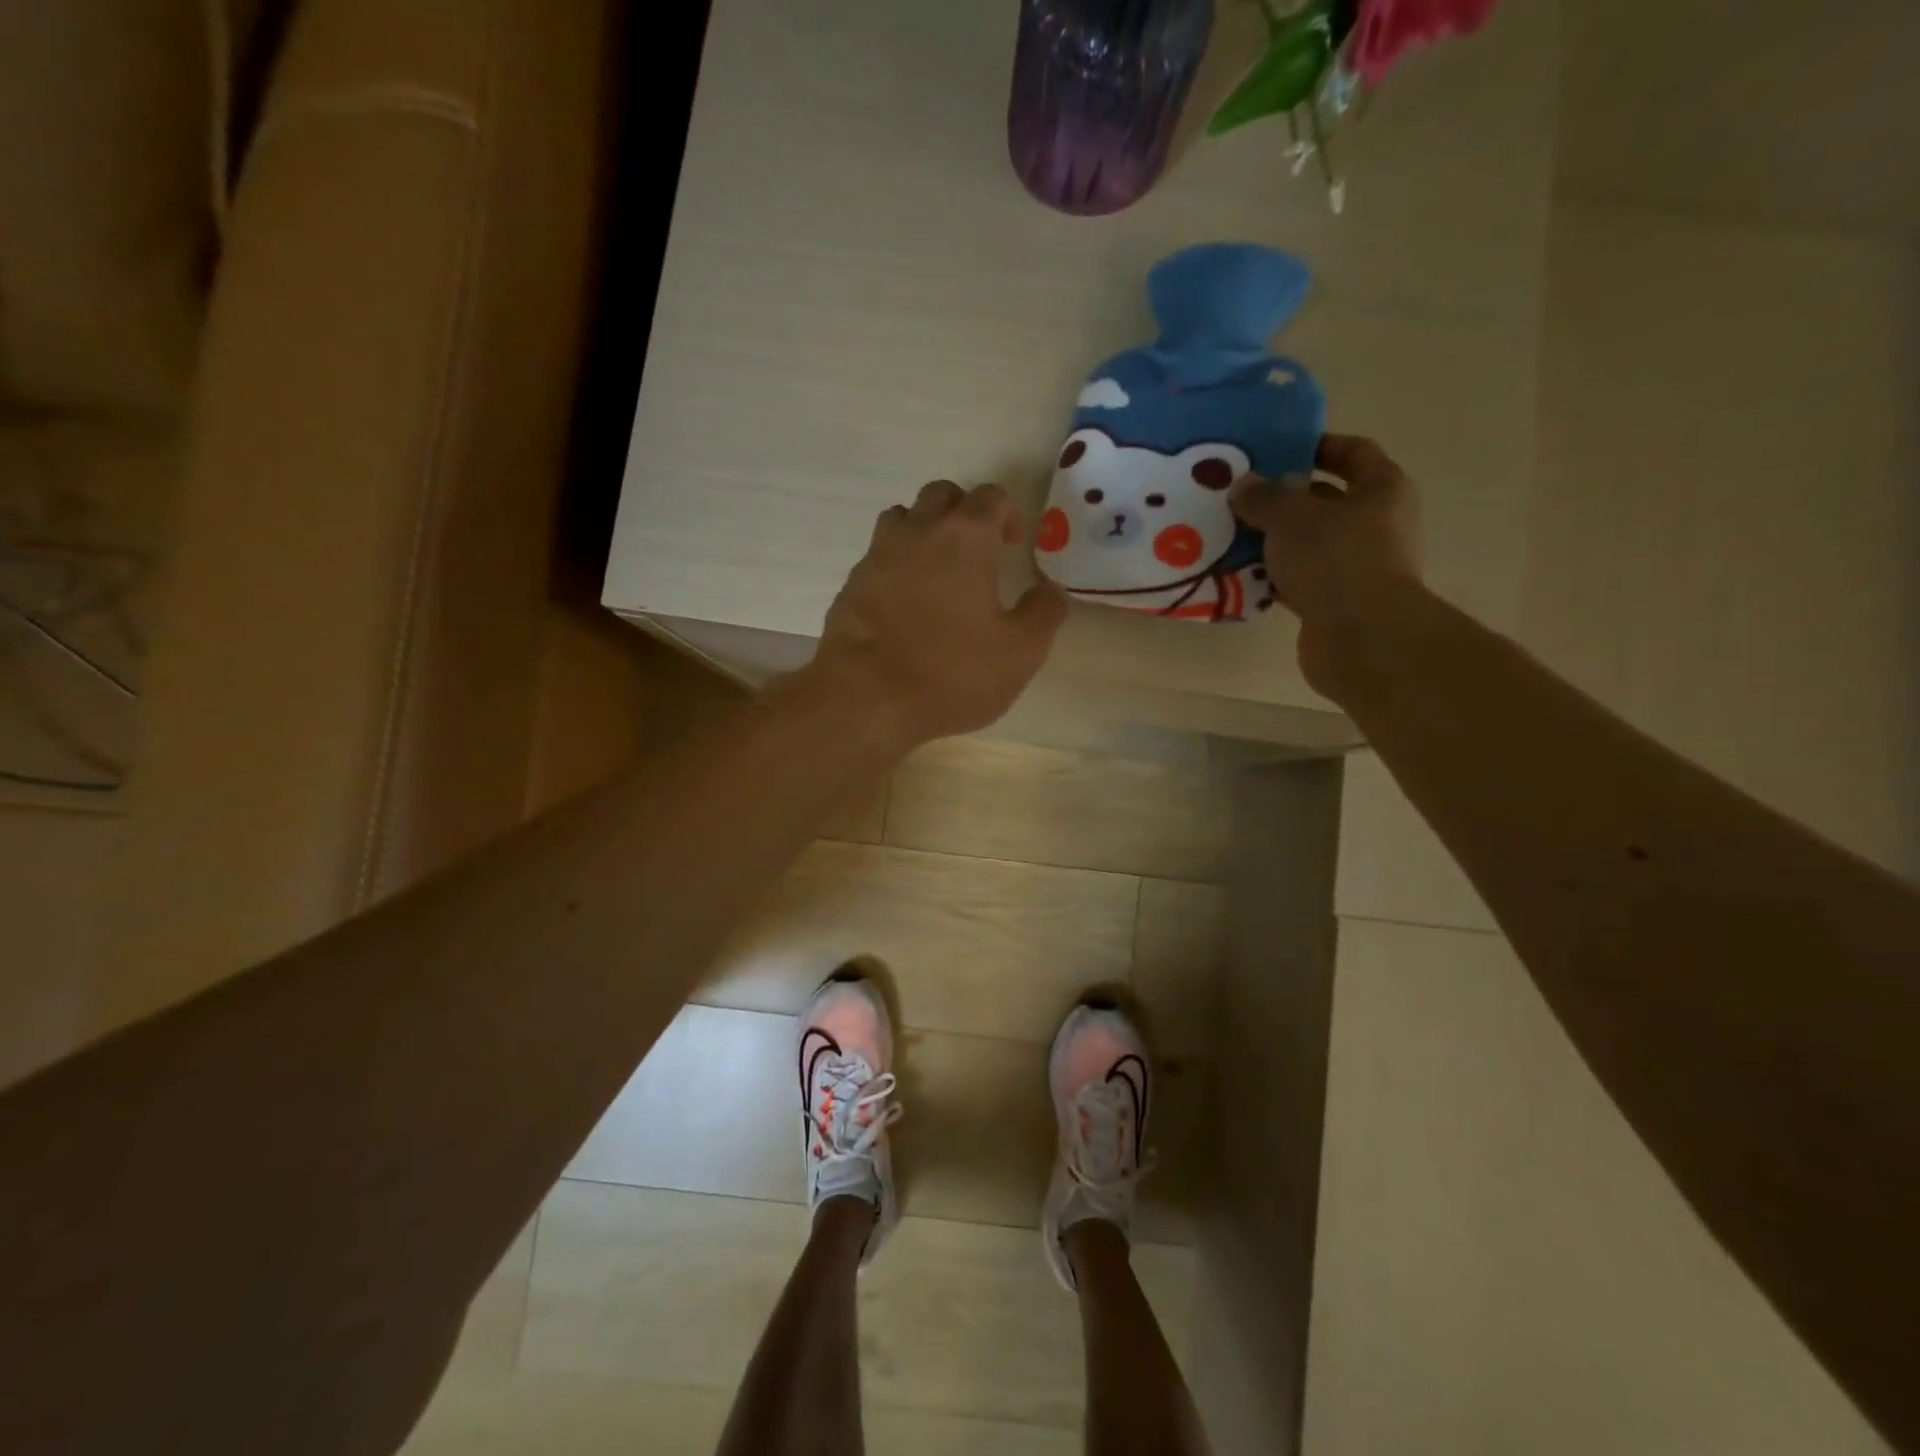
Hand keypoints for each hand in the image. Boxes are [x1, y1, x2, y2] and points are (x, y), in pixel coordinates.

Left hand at [804, 480, 1068, 755]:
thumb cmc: (952, 673)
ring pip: (903, 518)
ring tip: (939, 572)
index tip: (1013, 547)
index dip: (1008, 514)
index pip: (991, 496)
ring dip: (925, 531)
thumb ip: (1044, 613)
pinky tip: (906, 604)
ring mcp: (878, 555)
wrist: (866, 700)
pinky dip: (897, 565)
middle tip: (978, 554)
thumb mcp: (1020, 652)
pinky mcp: (851, 584)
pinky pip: (878, 556)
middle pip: (942, 495)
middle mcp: (919, 531)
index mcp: (966, 537)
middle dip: (964, 513)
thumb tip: (1051, 590)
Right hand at [1229, 433, 1422, 693]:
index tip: (1277, 451)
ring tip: (1236, 539)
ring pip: (1313, 544)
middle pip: (1330, 501)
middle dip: (1287, 500)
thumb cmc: (1334, 559)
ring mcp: (1363, 566)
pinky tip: (1246, 578)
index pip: (1354, 452)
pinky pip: (1305, 580)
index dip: (1317, 446)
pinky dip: (1279, 577)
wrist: (1361, 637)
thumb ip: (1264, 498)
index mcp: (1382, 489)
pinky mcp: (1343, 603)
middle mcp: (1380, 524)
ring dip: (1279, 542)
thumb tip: (1245, 485)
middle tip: (1245, 500)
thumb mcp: (1289, 518)